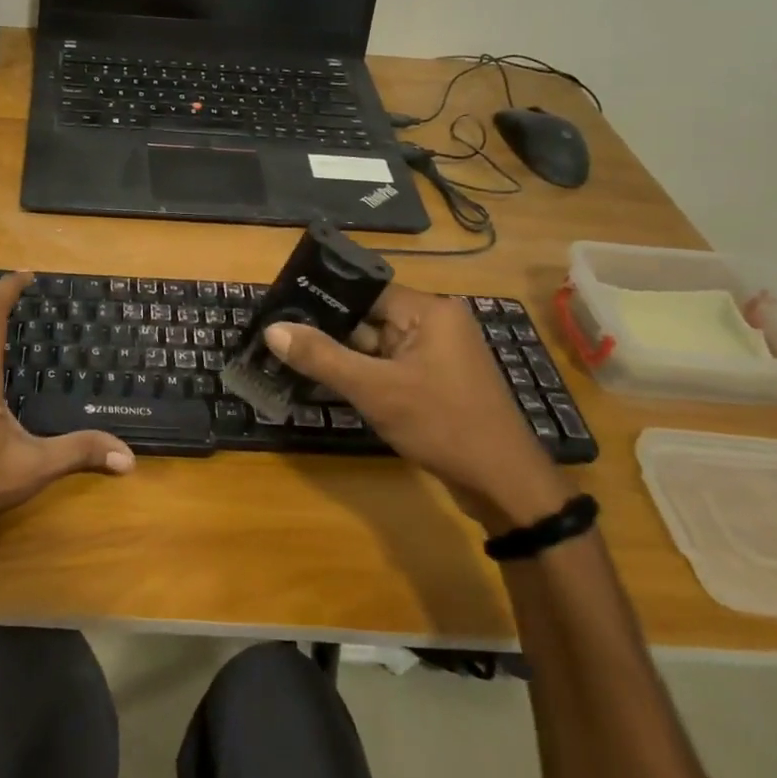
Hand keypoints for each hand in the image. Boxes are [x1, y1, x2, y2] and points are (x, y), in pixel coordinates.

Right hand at [264, 286, 569, 531]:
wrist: (505, 486)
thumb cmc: (442, 425)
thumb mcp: (375, 390)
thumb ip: (321, 357)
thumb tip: (271, 329)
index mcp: (429, 311)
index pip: (365, 290)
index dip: (323, 299)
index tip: (281, 307)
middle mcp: (435, 324)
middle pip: (368, 318)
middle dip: (328, 331)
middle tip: (278, 338)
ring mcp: (437, 355)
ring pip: (375, 345)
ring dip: (343, 357)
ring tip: (291, 358)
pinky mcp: (435, 382)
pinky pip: (389, 367)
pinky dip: (363, 375)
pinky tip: (327, 383)